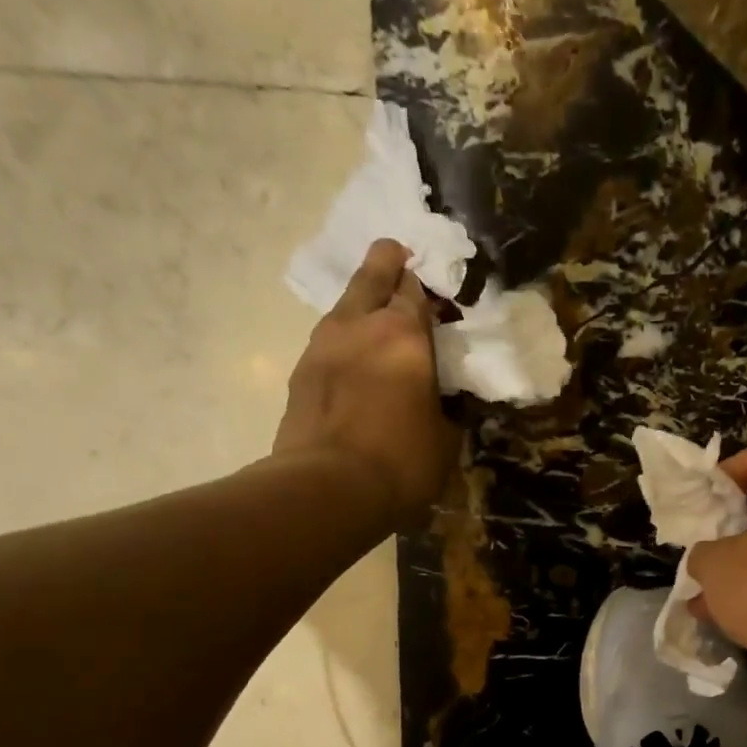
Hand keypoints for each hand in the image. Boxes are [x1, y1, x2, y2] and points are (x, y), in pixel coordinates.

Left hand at [273, 239, 458, 528]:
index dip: (427, 287)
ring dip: (360, 304)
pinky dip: (343, 342)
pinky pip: (327, 343)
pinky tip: (352, 362)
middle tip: (397, 257)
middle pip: (372, 275)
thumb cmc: (402, 462)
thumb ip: (447, 408)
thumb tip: (445, 402)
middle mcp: (360, 325)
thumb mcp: (445, 438)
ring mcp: (322, 346)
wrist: (328, 489)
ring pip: (343, 306)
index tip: (435, 292)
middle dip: (387, 262)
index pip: (416, 290)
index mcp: (405, 334)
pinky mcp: (299, 373)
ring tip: (374, 317)